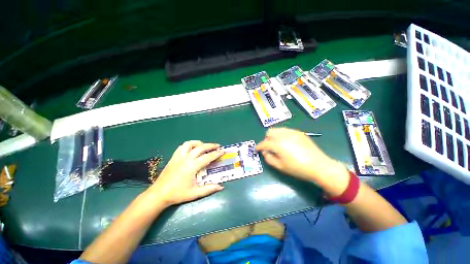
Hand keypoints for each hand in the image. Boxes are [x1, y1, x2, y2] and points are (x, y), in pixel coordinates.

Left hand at [147, 140, 224, 206]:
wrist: (159, 194)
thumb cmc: (177, 194)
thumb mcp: (194, 193)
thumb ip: (209, 189)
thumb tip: (221, 187)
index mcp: (192, 166)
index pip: (207, 157)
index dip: (216, 154)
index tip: (222, 151)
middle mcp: (186, 158)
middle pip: (201, 147)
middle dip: (210, 145)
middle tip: (217, 146)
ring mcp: (179, 156)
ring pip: (190, 144)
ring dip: (199, 143)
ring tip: (204, 146)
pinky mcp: (174, 157)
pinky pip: (182, 147)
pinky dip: (189, 145)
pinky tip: (192, 149)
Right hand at [256, 128, 348, 195]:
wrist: (319, 166)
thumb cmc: (298, 168)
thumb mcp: (280, 167)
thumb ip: (269, 158)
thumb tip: (265, 152)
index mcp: (278, 144)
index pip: (264, 143)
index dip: (259, 146)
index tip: (257, 149)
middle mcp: (284, 135)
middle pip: (270, 132)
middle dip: (267, 139)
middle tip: (269, 148)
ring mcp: (292, 132)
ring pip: (277, 130)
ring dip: (274, 136)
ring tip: (278, 144)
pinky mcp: (299, 132)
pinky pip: (286, 130)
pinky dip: (282, 135)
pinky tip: (287, 143)